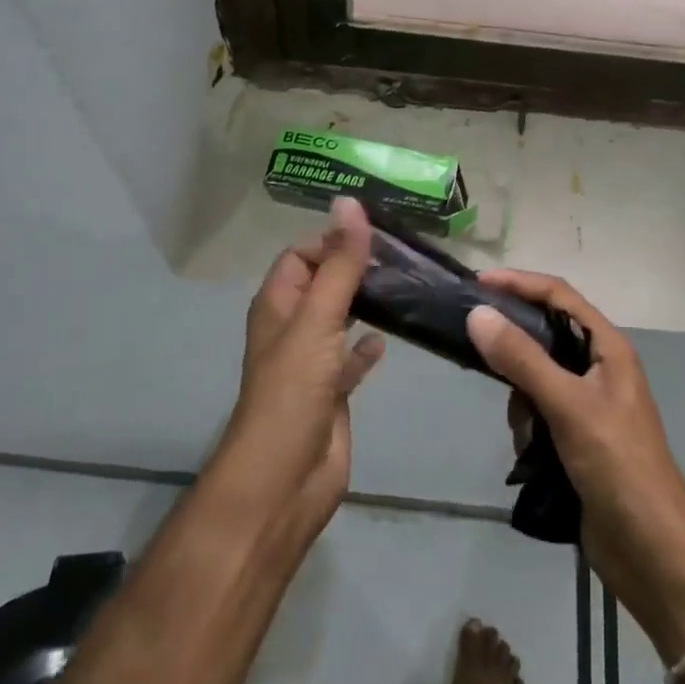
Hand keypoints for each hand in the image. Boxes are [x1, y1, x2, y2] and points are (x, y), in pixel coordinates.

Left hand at [213, 197, 384, 543]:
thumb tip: (349, 201)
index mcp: (278, 304)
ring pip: (340, 318)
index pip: (301, 254)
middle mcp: (292, 327)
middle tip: (402, 256)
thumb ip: (339, 263)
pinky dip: (368, 346)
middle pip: (323, 282)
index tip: (377, 235)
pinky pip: (351, 358)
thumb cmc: (293, 391)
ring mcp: (312, 362)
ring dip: (365, 302)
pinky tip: (390, 338)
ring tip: (406, 285)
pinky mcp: (332, 392)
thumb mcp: (318, 319)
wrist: (284, 482)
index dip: (332, 240)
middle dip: (354, 267)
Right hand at [467, 270, 684, 655]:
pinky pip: (539, 411)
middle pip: (546, 334)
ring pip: (537, 376)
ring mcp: (589, 404)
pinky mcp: (577, 437)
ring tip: (523, 427)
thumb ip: (522, 359)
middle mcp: (599, 367)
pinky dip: (528, 425)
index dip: (520, 283)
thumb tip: (478, 314)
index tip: (478, 284)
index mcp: (608, 347)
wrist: (652, 552)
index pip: (559, 296)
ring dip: (521, 396)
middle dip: (516, 347)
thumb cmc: (618, 466)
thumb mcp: (568, 406)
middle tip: (478, 351)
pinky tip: (529, 452)